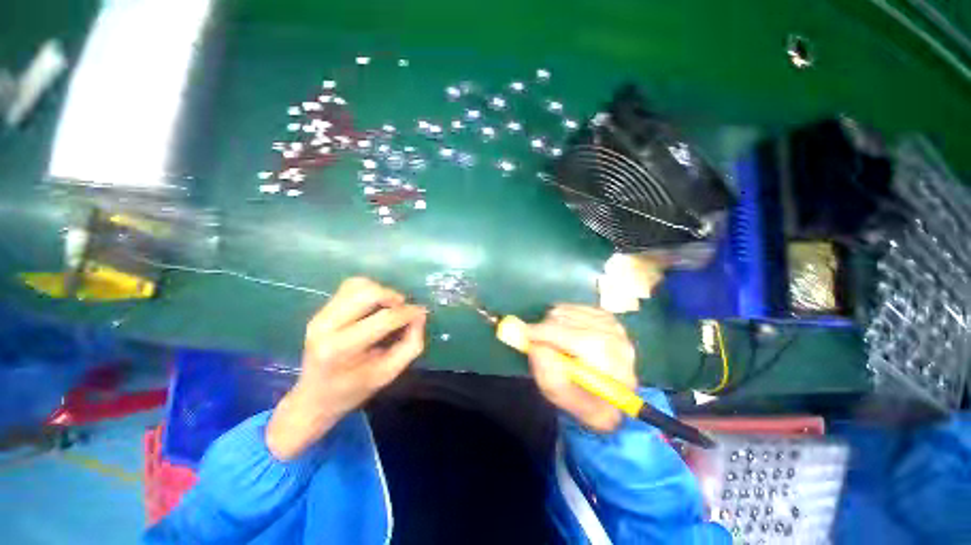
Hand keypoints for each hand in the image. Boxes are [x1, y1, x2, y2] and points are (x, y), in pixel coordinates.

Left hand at [267, 277, 426, 459]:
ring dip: (381, 291)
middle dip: (393, 297)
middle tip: (403, 309)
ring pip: (358, 285)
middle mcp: (326, 327)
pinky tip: (375, 305)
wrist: (314, 397)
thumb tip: (420, 315)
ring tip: (389, 306)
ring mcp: (320, 316)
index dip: (408, 313)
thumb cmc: (355, 389)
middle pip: (368, 293)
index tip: (421, 312)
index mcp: (342, 349)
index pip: (383, 319)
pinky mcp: (320, 311)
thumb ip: (411, 344)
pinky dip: (368, 290)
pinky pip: (349, 287)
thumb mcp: (390, 373)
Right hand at [527, 305, 636, 432]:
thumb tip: (533, 343)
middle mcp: (619, 342)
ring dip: (553, 323)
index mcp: (613, 369)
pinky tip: (563, 331)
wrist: (609, 396)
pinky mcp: (607, 316)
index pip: (579, 340)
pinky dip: (561, 316)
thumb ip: (546, 370)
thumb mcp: (559, 394)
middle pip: (571, 321)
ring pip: (569, 311)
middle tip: (536, 341)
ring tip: (553, 340)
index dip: (548, 334)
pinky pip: (573, 306)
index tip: (524, 333)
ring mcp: (614, 326)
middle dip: (546, 329)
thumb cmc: (582, 400)